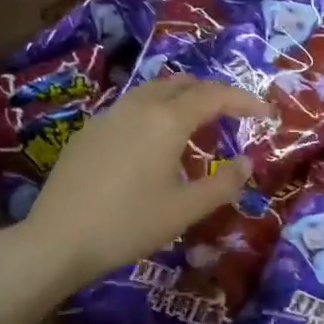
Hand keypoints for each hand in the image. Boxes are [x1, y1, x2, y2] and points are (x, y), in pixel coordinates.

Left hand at [0, 76, 270, 292]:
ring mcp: (107, 116)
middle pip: (181, 83)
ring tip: (194, 128)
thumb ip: (223, 184)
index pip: (214, 95)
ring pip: (152, 92)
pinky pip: (130, 109)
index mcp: (166, 121)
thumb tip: (247, 163)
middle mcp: (137, 107)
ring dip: (180, 100)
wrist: (57, 240)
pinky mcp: (87, 133)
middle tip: (231, 116)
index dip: (244, 100)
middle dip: (211, 93)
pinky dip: (154, 113)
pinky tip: (152, 146)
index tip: (265, 113)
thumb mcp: (185, 210)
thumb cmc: (129, 224)